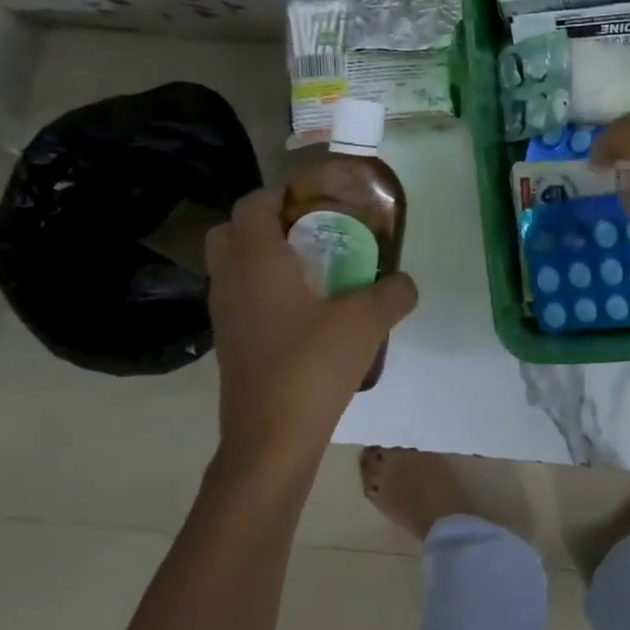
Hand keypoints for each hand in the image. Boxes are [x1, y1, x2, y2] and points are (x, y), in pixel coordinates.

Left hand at [205, 189, 418, 478]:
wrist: (272, 437)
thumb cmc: (313, 364)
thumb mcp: (367, 321)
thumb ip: (393, 293)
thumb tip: (404, 283)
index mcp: (256, 259)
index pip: (254, 203)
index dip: (283, 192)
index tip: (319, 197)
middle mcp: (230, 279)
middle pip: (233, 231)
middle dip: (266, 223)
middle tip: (309, 231)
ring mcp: (224, 314)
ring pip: (233, 266)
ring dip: (264, 257)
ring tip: (312, 270)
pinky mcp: (229, 343)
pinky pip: (241, 297)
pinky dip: (264, 290)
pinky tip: (305, 311)